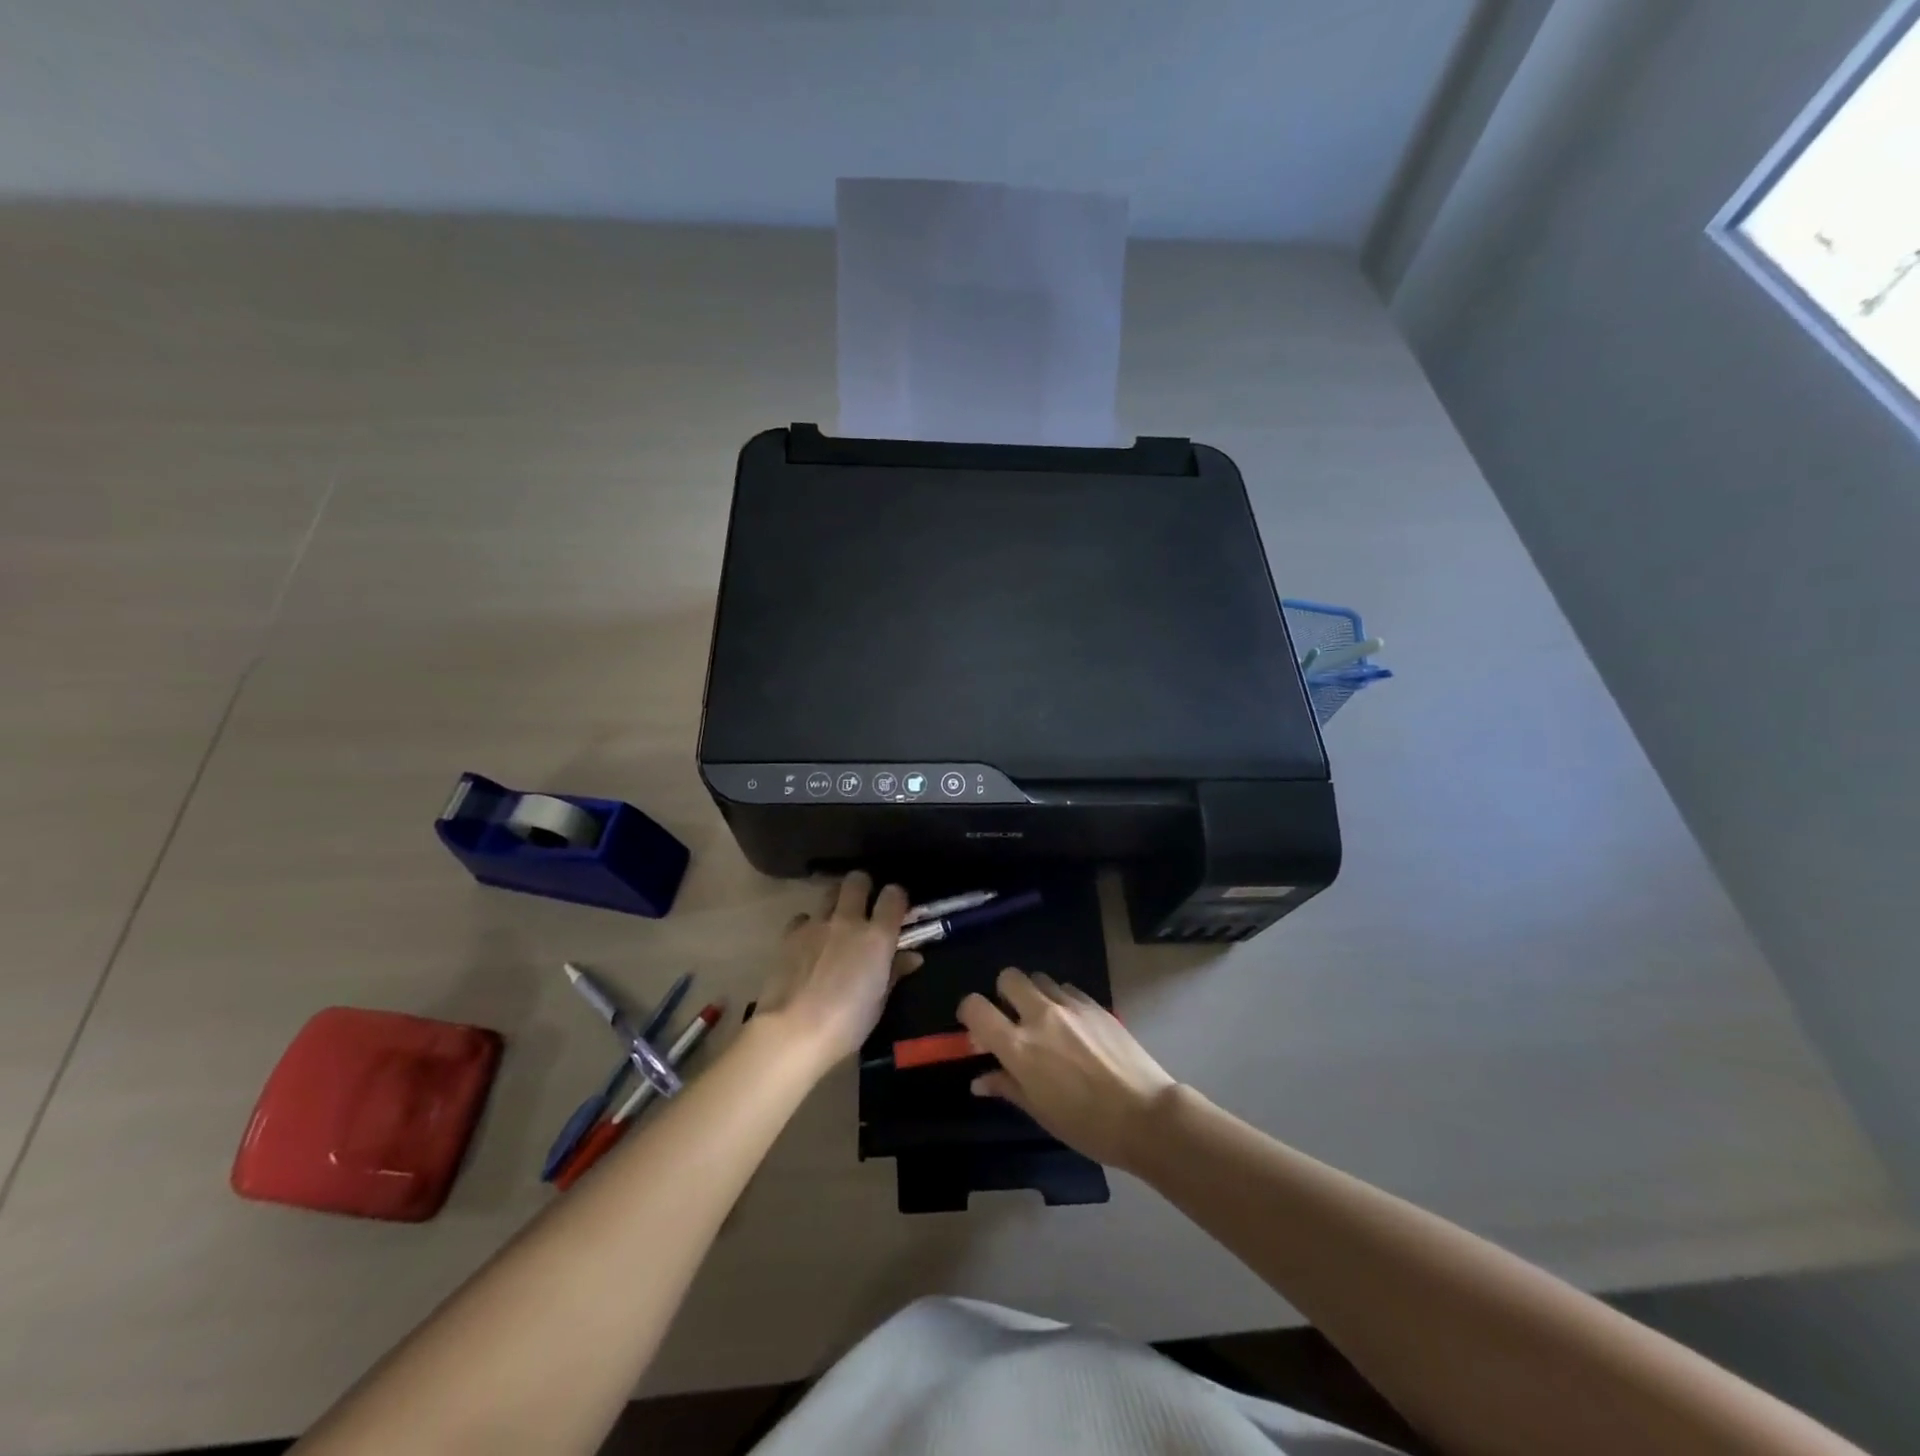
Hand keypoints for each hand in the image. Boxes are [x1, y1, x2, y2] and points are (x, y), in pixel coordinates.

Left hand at [754, 872, 920, 1070]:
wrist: (793, 1031)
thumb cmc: (846, 1024)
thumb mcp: (879, 1002)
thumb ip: (894, 972)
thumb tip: (911, 957)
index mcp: (877, 936)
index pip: (894, 895)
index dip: (897, 898)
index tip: (896, 909)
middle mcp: (848, 920)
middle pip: (857, 881)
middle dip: (863, 886)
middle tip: (864, 904)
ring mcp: (816, 924)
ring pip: (829, 892)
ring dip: (836, 900)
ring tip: (837, 920)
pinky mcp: (789, 934)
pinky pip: (803, 917)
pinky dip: (808, 924)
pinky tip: (809, 942)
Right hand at [958, 968, 1176, 1171]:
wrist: (1145, 1115)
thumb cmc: (1086, 1125)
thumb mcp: (1040, 1111)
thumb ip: (1007, 1086)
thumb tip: (980, 1079)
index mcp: (1019, 1046)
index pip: (976, 1007)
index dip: (969, 1012)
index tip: (976, 1028)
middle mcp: (1040, 1016)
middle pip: (1009, 977)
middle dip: (1003, 993)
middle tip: (1012, 1019)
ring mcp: (1070, 1006)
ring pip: (1040, 979)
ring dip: (1034, 995)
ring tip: (1045, 1022)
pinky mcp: (1095, 1004)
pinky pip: (1067, 989)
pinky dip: (1062, 1001)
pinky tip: (1073, 1026)